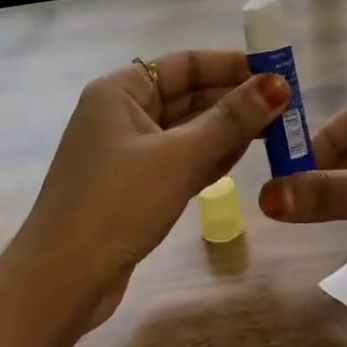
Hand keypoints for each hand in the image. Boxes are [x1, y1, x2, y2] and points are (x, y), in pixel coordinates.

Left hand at [8, 51, 289, 327]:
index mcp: (121, 91)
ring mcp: (126, 152)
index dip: (231, 65)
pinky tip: (241, 159)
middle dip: (234, 100)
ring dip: (226, 130)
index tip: (277, 73)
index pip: (185, 63)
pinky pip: (179, 159)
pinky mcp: (133, 185)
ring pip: (186, 129)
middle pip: (187, 95)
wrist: (60, 282)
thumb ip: (230, 120)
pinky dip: (208, 157)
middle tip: (286, 107)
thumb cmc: (117, 204)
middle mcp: (121, 113)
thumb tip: (278, 85)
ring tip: (275, 131)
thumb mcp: (179, 158)